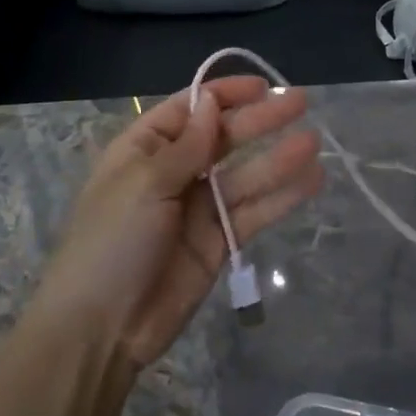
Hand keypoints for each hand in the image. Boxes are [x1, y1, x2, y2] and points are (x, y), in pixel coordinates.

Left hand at [30, 76, 322, 373]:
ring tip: (314, 141)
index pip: (189, 109)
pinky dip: (282, 197)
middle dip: (260, 120)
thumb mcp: (144, 183)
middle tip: (300, 102)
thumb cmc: (113, 241)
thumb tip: (211, 102)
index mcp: (144, 149)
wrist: (100, 329)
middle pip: (223, 138)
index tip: (261, 86)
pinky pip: (254, 212)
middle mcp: (174, 172)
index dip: (224, 95)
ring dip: (278, 158)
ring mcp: (198, 208)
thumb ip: (187, 146)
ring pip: (245, 175)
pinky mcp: (219, 242)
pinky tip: (312, 180)